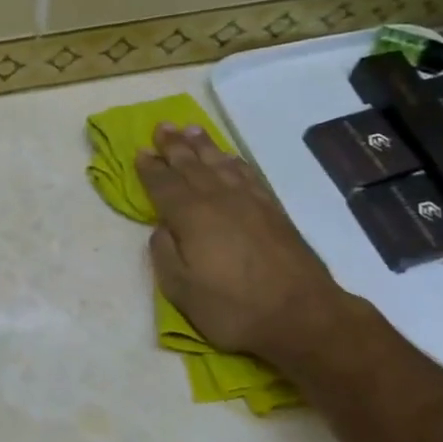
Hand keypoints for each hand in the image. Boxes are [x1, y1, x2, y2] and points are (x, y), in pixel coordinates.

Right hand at [137, 124, 360, 369]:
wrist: (302, 315)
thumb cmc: (234, 308)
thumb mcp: (182, 290)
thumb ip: (164, 254)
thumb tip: (161, 227)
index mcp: (192, 217)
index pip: (164, 185)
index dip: (150, 168)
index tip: (140, 151)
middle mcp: (220, 200)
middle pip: (192, 166)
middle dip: (174, 146)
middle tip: (162, 126)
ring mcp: (250, 202)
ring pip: (221, 164)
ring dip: (204, 146)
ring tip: (191, 130)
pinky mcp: (273, 211)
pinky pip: (248, 175)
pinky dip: (235, 161)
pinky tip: (229, 158)